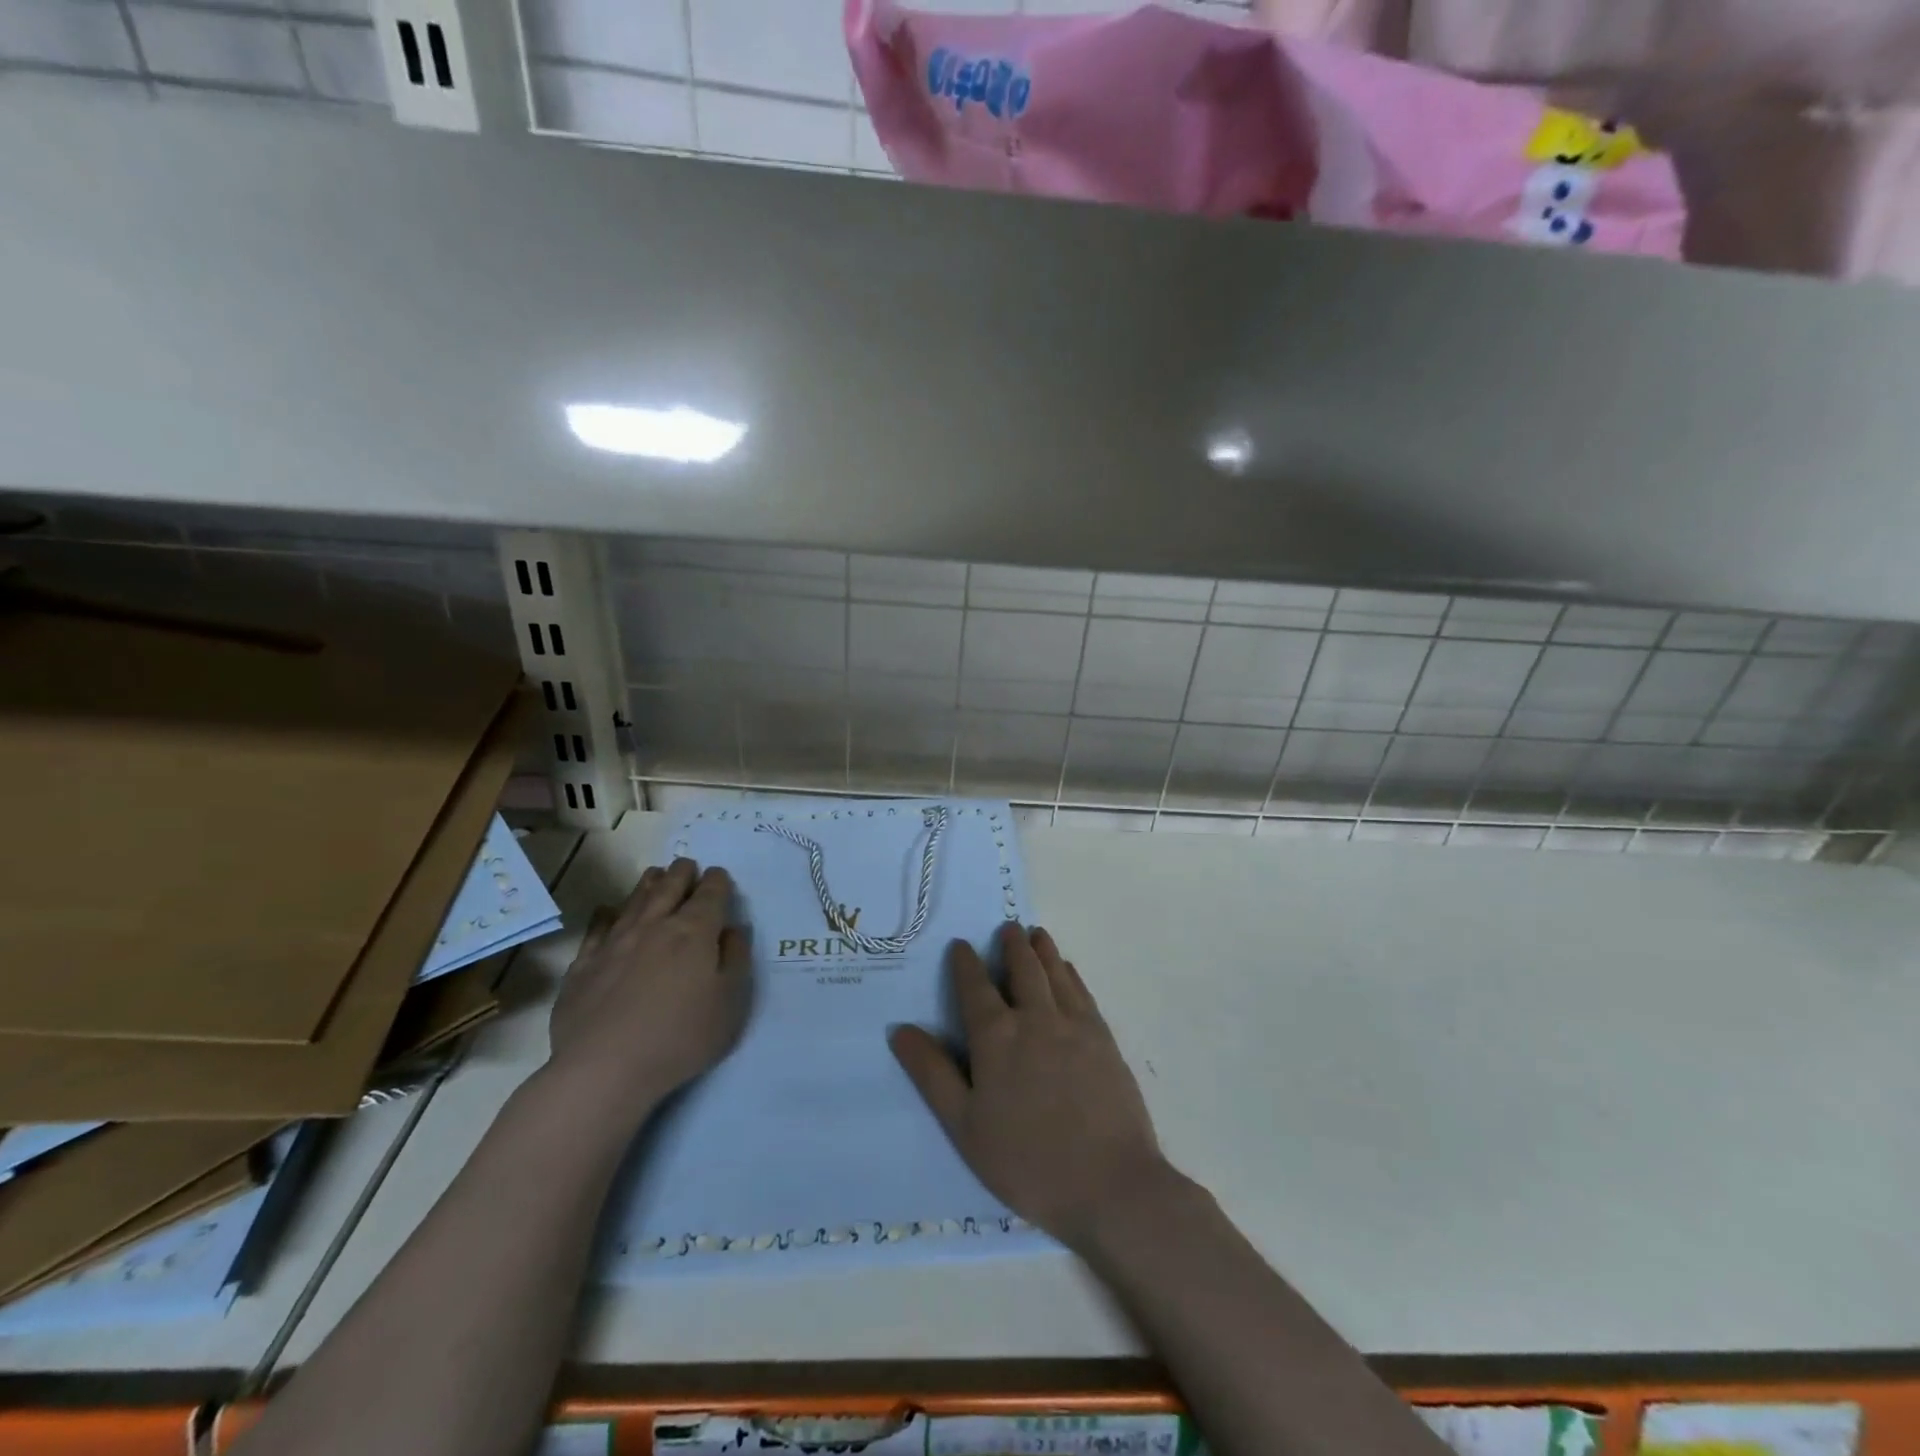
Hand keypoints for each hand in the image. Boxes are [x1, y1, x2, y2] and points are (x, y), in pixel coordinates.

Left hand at [546, 858, 751, 1121]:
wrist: (605, 1068)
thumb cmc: (681, 1036)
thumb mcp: (731, 1001)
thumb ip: (736, 958)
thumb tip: (732, 929)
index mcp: (694, 931)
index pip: (710, 893)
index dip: (717, 881)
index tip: (719, 877)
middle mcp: (655, 926)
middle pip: (670, 887)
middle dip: (682, 873)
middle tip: (687, 865)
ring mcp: (615, 943)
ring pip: (635, 900)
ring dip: (649, 884)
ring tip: (655, 874)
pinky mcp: (584, 965)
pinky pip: (597, 929)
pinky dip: (606, 915)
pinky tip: (607, 911)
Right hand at [889, 923, 1163, 1251]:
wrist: (1110, 1183)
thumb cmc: (1027, 1162)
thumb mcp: (965, 1126)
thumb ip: (932, 1074)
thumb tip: (900, 1029)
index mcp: (996, 1037)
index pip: (975, 987)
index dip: (966, 963)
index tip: (961, 944)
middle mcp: (1035, 1018)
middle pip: (1022, 968)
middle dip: (1011, 945)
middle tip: (1007, 928)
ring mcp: (1074, 1025)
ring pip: (1054, 972)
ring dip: (1043, 950)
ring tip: (1036, 934)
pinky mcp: (1104, 1038)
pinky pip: (1082, 992)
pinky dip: (1070, 974)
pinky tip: (1068, 970)